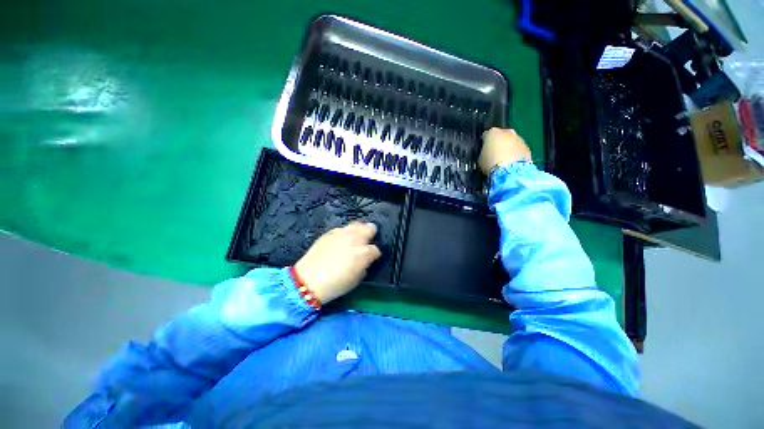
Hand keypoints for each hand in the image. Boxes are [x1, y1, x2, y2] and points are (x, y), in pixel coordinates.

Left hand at [294, 222, 381, 304]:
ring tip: (356, 237)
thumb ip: (365, 265)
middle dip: (371, 233)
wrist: (309, 280)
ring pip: (357, 224)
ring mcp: (342, 233)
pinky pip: (342, 228)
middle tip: (368, 240)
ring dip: (359, 230)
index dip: (374, 254)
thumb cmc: (336, 284)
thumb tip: (365, 259)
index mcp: (364, 252)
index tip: (371, 258)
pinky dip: (345, 233)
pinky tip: (342, 240)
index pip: (376, 249)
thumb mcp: (357, 279)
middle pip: (370, 228)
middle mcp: (355, 239)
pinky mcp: (330, 232)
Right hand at [478, 128, 531, 174]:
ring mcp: (519, 139)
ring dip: (508, 148)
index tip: (484, 150)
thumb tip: (486, 153)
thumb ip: (484, 152)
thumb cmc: (491, 164)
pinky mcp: (527, 147)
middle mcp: (507, 132)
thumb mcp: (480, 159)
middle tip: (495, 154)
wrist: (510, 172)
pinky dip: (516, 154)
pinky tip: (512, 163)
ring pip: (512, 141)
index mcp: (493, 133)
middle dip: (499, 143)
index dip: (484, 143)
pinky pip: (519, 149)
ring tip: (504, 160)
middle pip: (501, 135)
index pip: (486, 135)